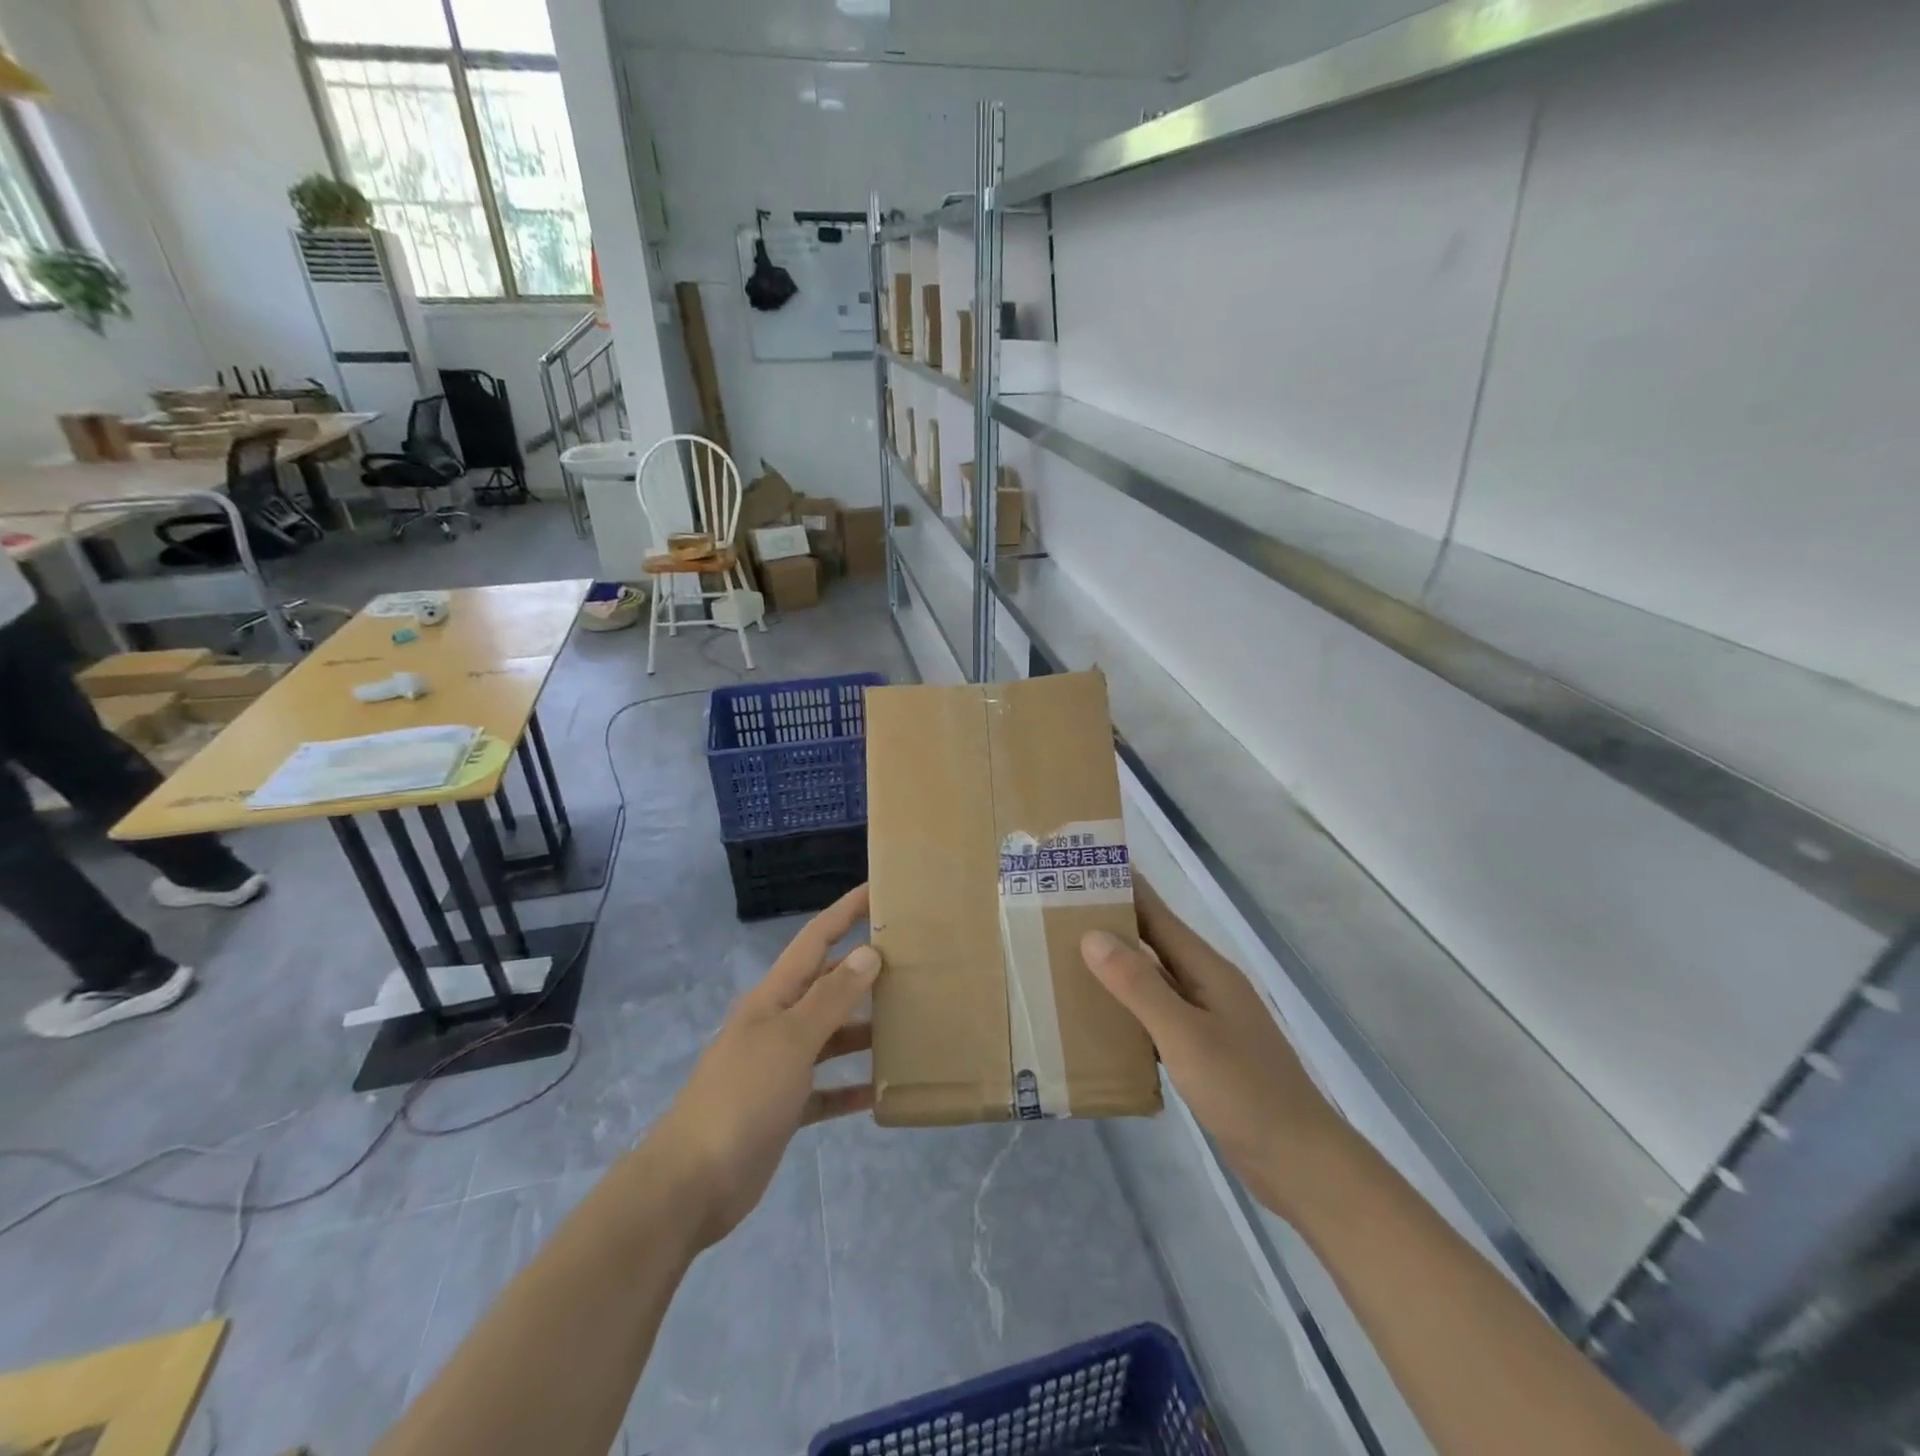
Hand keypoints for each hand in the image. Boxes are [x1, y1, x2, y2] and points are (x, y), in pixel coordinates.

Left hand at [649, 885, 880, 1248]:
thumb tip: (868, 952)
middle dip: (864, 970)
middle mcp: (778, 1023)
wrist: (692, 1183)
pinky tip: (881, 1089)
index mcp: (774, 997)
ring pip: (831, 1036)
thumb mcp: (791, 1040)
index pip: (815, 940)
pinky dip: (851, 1086)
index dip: (845, 912)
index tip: (878, 889)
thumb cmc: (743, 1096)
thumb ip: (831, 998)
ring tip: (909, 1022)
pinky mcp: (785, 1107)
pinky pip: (827, 1088)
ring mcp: (780, 1066)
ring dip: (864, 1029)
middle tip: (913, 961)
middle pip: (827, 985)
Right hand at [1081, 877, 1342, 1215]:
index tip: (1081, 869)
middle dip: (1110, 924)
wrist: (1299, 1162)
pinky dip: (1126, 1009)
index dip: (1122, 887)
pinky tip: (1098, 1018)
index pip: (1156, 913)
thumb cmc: (1243, 1090)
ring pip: (1151, 979)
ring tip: (1065, 959)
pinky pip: (1155, 1015)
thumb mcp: (1185, 1034)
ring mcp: (1206, 1017)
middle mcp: (1205, 984)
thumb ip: (1139, 985)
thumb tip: (1092, 935)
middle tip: (1056, 913)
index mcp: (1205, 968)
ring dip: (1114, 967)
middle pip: (1152, 942)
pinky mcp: (1202, 1050)